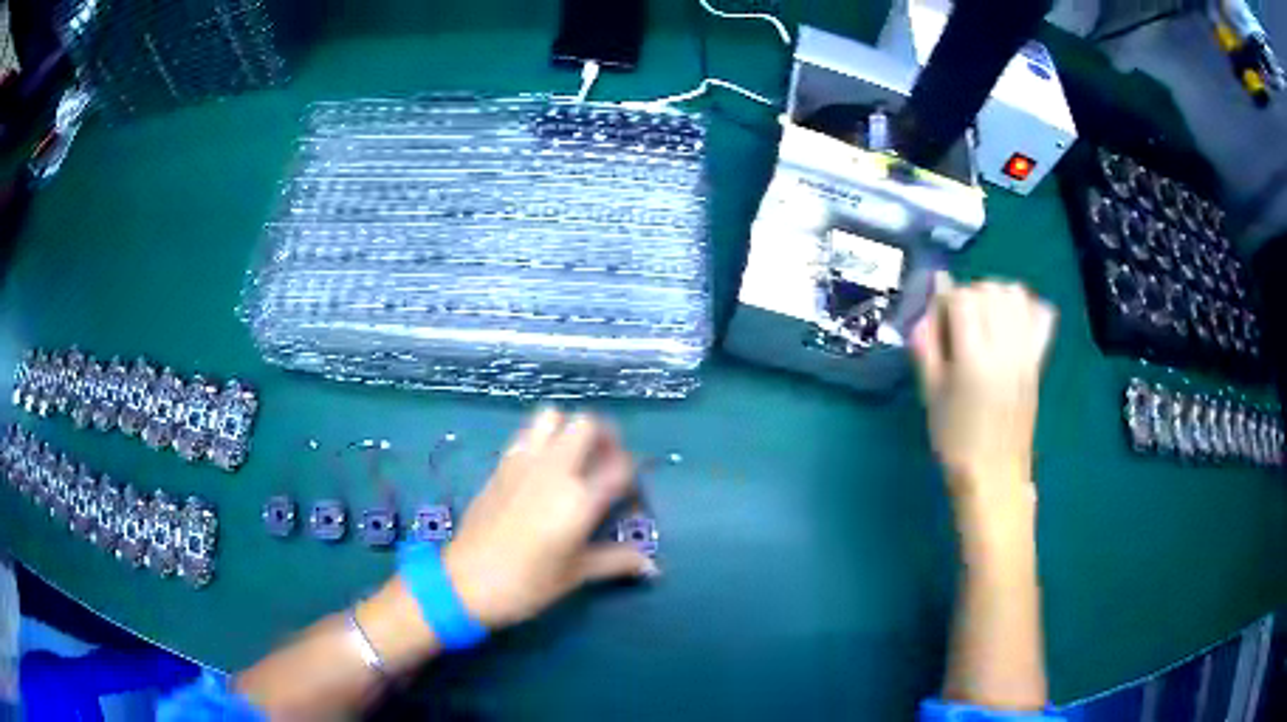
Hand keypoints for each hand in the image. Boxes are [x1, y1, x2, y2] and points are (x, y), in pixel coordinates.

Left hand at [441, 409, 657, 628]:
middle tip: (606, 463)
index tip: (629, 495)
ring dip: (568, 429)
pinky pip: (525, 433)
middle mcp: (555, 470)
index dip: (632, 476)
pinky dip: (541, 438)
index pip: (621, 466)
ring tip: (574, 457)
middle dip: (605, 437)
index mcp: (579, 499)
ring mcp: (524, 462)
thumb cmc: (527, 584)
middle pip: (588, 424)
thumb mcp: (576, 575)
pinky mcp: (501, 465)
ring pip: (552, 416)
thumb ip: (616, 562)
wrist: (466, 581)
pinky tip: (543, 466)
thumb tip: (651, 567)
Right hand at [911, 275, 1055, 503]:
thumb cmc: (955, 440)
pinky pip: (1041, 314)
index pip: (963, 298)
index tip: (938, 323)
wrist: (994, 474)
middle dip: (970, 295)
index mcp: (974, 357)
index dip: (945, 301)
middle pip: (990, 290)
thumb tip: (928, 307)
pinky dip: (1026, 307)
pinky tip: (1011, 322)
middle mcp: (1006, 347)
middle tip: (958, 323)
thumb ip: (927, 344)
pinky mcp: (1039, 359)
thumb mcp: (930, 393)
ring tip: (984, 319)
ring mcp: (1027, 351)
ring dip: (996, 296)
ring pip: (1016, 294)